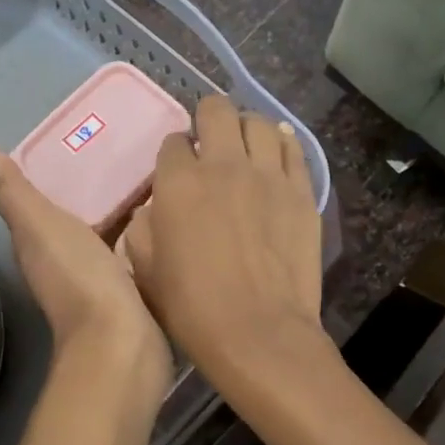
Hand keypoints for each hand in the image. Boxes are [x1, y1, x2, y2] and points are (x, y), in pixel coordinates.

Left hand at [0, 144, 171, 393]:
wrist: (121, 342)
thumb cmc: (79, 278)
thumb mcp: (41, 226)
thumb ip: (14, 192)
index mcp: (37, 246)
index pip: (38, 207)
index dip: (53, 177)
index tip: (80, 142)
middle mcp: (61, 265)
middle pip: (74, 220)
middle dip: (93, 192)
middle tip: (124, 152)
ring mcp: (98, 282)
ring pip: (104, 237)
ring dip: (119, 213)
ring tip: (148, 178)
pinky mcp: (131, 294)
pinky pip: (132, 255)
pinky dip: (140, 237)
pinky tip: (161, 221)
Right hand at [121, 96, 324, 380]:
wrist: (258, 333)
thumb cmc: (193, 308)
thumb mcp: (145, 270)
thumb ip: (142, 228)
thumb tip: (153, 209)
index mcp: (178, 182)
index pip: (173, 143)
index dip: (174, 153)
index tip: (177, 171)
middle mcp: (224, 165)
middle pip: (217, 110)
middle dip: (208, 119)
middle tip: (210, 142)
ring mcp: (269, 175)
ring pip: (259, 122)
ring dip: (247, 128)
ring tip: (245, 147)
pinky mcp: (302, 192)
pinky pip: (294, 149)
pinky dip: (282, 144)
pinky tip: (276, 154)